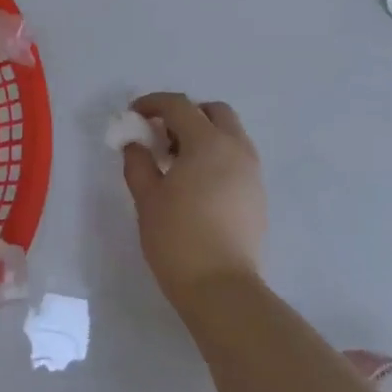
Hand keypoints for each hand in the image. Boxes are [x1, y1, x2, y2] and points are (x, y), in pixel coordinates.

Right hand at [121, 92, 267, 311]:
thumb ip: (138, 162)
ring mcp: (252, 173)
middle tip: (161, 136)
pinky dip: (216, 157)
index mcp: (207, 143)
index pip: (179, 106)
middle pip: (214, 112)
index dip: (153, 104)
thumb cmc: (177, 237)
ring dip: (203, 135)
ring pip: (230, 135)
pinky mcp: (258, 196)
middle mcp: (236, 149)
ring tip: (176, 163)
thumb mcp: (147, 197)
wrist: (221, 288)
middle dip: (186, 114)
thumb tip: (135, 144)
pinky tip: (196, 184)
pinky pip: (237, 159)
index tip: (134, 115)